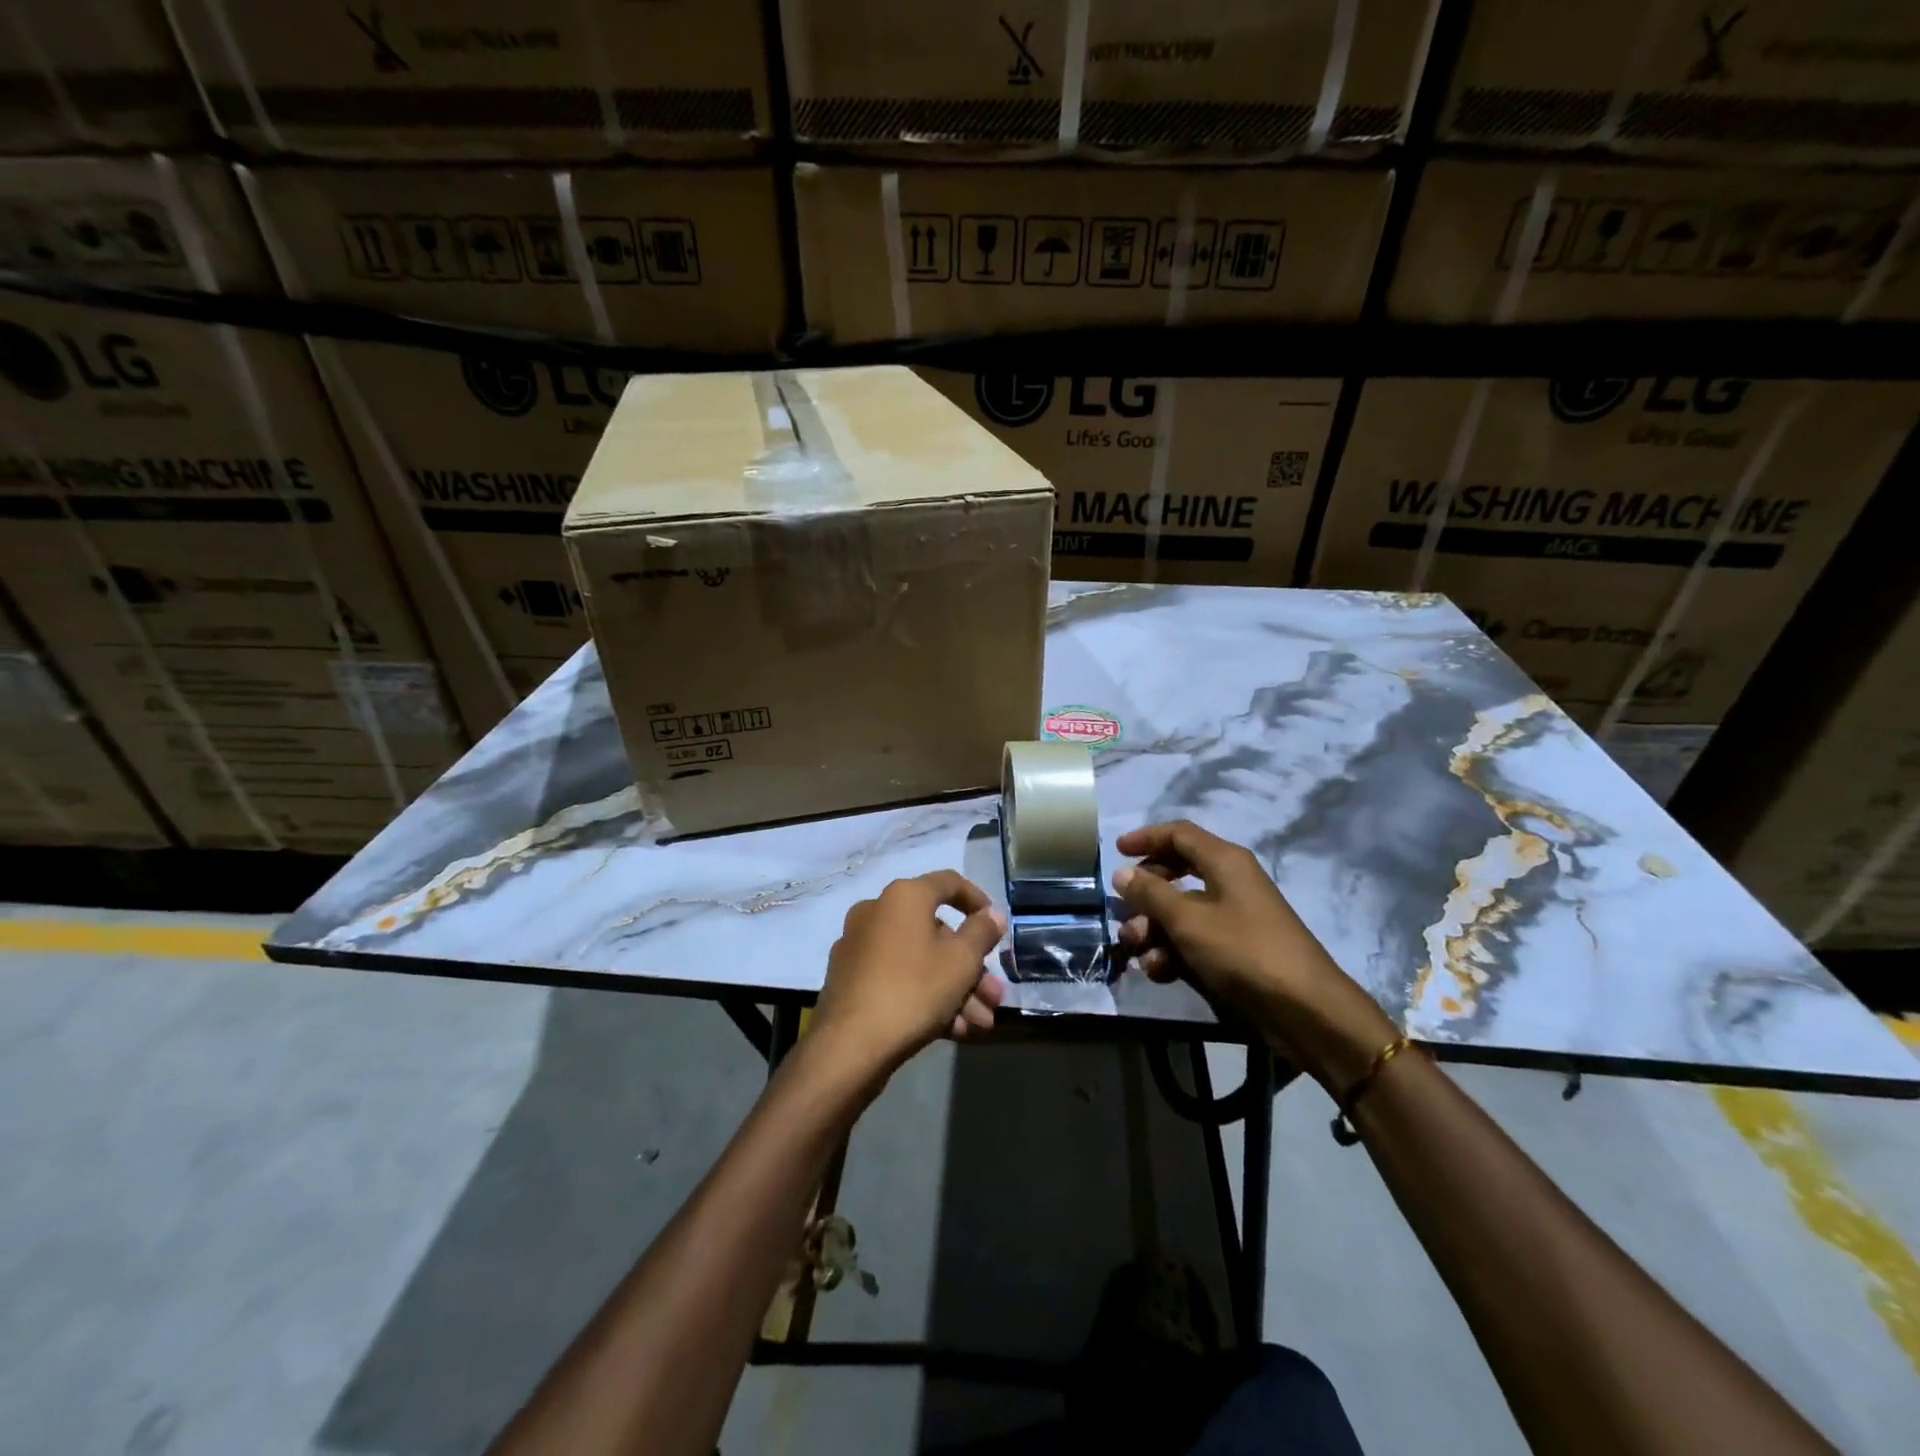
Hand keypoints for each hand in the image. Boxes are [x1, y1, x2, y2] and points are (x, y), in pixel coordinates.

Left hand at [812, 871, 1007, 1079]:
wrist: (849, 1046)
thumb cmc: (913, 990)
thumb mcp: (961, 960)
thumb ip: (982, 932)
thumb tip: (992, 913)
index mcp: (903, 896)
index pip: (949, 883)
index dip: (978, 900)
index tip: (996, 925)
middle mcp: (877, 912)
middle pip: (937, 932)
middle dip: (972, 967)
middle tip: (994, 996)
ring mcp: (860, 946)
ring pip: (920, 960)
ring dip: (955, 989)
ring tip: (980, 1023)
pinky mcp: (850, 979)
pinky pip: (898, 978)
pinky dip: (926, 996)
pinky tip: (953, 1030)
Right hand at [1113, 821, 1396, 1090]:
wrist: (1304, 1010)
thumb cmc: (1243, 951)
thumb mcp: (1188, 920)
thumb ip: (1151, 894)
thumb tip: (1123, 873)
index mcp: (1225, 862)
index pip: (1180, 834)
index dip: (1146, 838)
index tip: (1116, 851)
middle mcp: (1229, 882)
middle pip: (1176, 874)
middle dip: (1145, 896)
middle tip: (1124, 916)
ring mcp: (1233, 918)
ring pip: (1180, 912)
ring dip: (1154, 930)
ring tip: (1140, 953)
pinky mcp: (1234, 951)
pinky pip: (1194, 940)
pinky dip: (1172, 951)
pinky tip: (1160, 972)